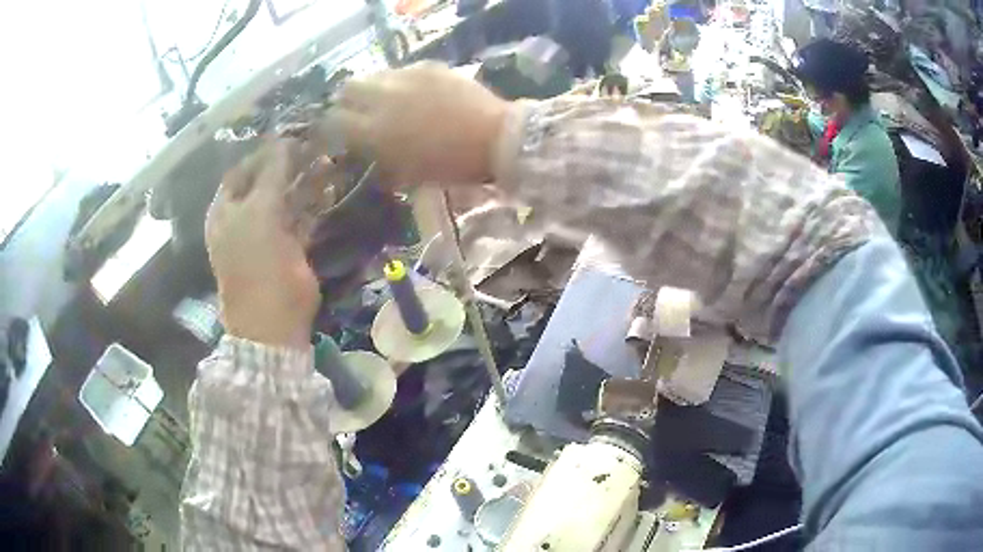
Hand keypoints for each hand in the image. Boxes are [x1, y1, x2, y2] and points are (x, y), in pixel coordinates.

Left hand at [206, 140, 330, 348]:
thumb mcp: (258, 212)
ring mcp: (266, 233)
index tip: (291, 134)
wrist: (273, 321)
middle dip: (288, 164)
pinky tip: (329, 187)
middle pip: (265, 182)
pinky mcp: (289, 246)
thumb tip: (283, 139)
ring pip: (285, 198)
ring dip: (303, 181)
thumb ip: (270, 174)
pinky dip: (313, 203)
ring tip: (326, 159)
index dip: (263, 151)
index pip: (242, 170)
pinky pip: (300, 217)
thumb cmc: (256, 264)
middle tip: (314, 145)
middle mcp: (243, 218)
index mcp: (226, 210)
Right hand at [334, 62, 512, 184]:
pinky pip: (402, 71)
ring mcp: (407, 78)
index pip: (335, 120)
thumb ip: (380, 158)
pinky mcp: (428, 67)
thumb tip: (366, 149)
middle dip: (347, 99)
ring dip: (372, 88)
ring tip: (386, 100)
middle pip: (348, 88)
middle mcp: (383, 98)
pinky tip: (415, 92)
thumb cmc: (452, 165)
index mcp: (375, 131)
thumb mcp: (409, 173)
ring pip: (374, 75)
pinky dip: (400, 81)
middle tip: (358, 111)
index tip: (340, 131)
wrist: (496, 138)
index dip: (333, 126)